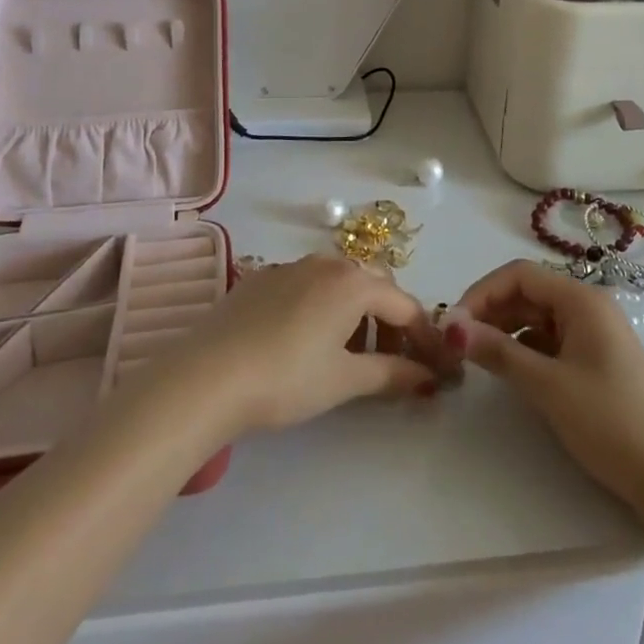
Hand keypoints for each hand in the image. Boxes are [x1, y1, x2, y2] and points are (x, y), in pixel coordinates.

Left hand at [163, 256, 456, 437]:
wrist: (208, 375)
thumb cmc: (286, 378)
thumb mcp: (344, 380)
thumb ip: (390, 374)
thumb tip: (427, 377)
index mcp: (353, 282)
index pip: (404, 304)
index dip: (423, 336)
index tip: (436, 366)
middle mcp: (326, 263)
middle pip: (373, 287)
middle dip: (390, 322)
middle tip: (392, 362)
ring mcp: (291, 266)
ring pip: (339, 284)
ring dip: (357, 315)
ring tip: (350, 357)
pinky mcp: (262, 278)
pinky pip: (308, 286)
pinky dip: (324, 309)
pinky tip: (308, 342)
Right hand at [448, 261, 643, 511]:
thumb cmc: (610, 422)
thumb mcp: (548, 386)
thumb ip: (499, 352)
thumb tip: (452, 327)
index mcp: (581, 299)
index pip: (519, 274)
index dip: (482, 292)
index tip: (453, 323)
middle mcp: (589, 306)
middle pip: (528, 292)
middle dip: (490, 311)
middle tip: (458, 343)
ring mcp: (595, 332)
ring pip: (537, 316)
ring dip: (505, 330)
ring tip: (477, 357)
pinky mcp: (597, 359)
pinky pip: (551, 339)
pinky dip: (526, 348)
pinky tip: (510, 369)